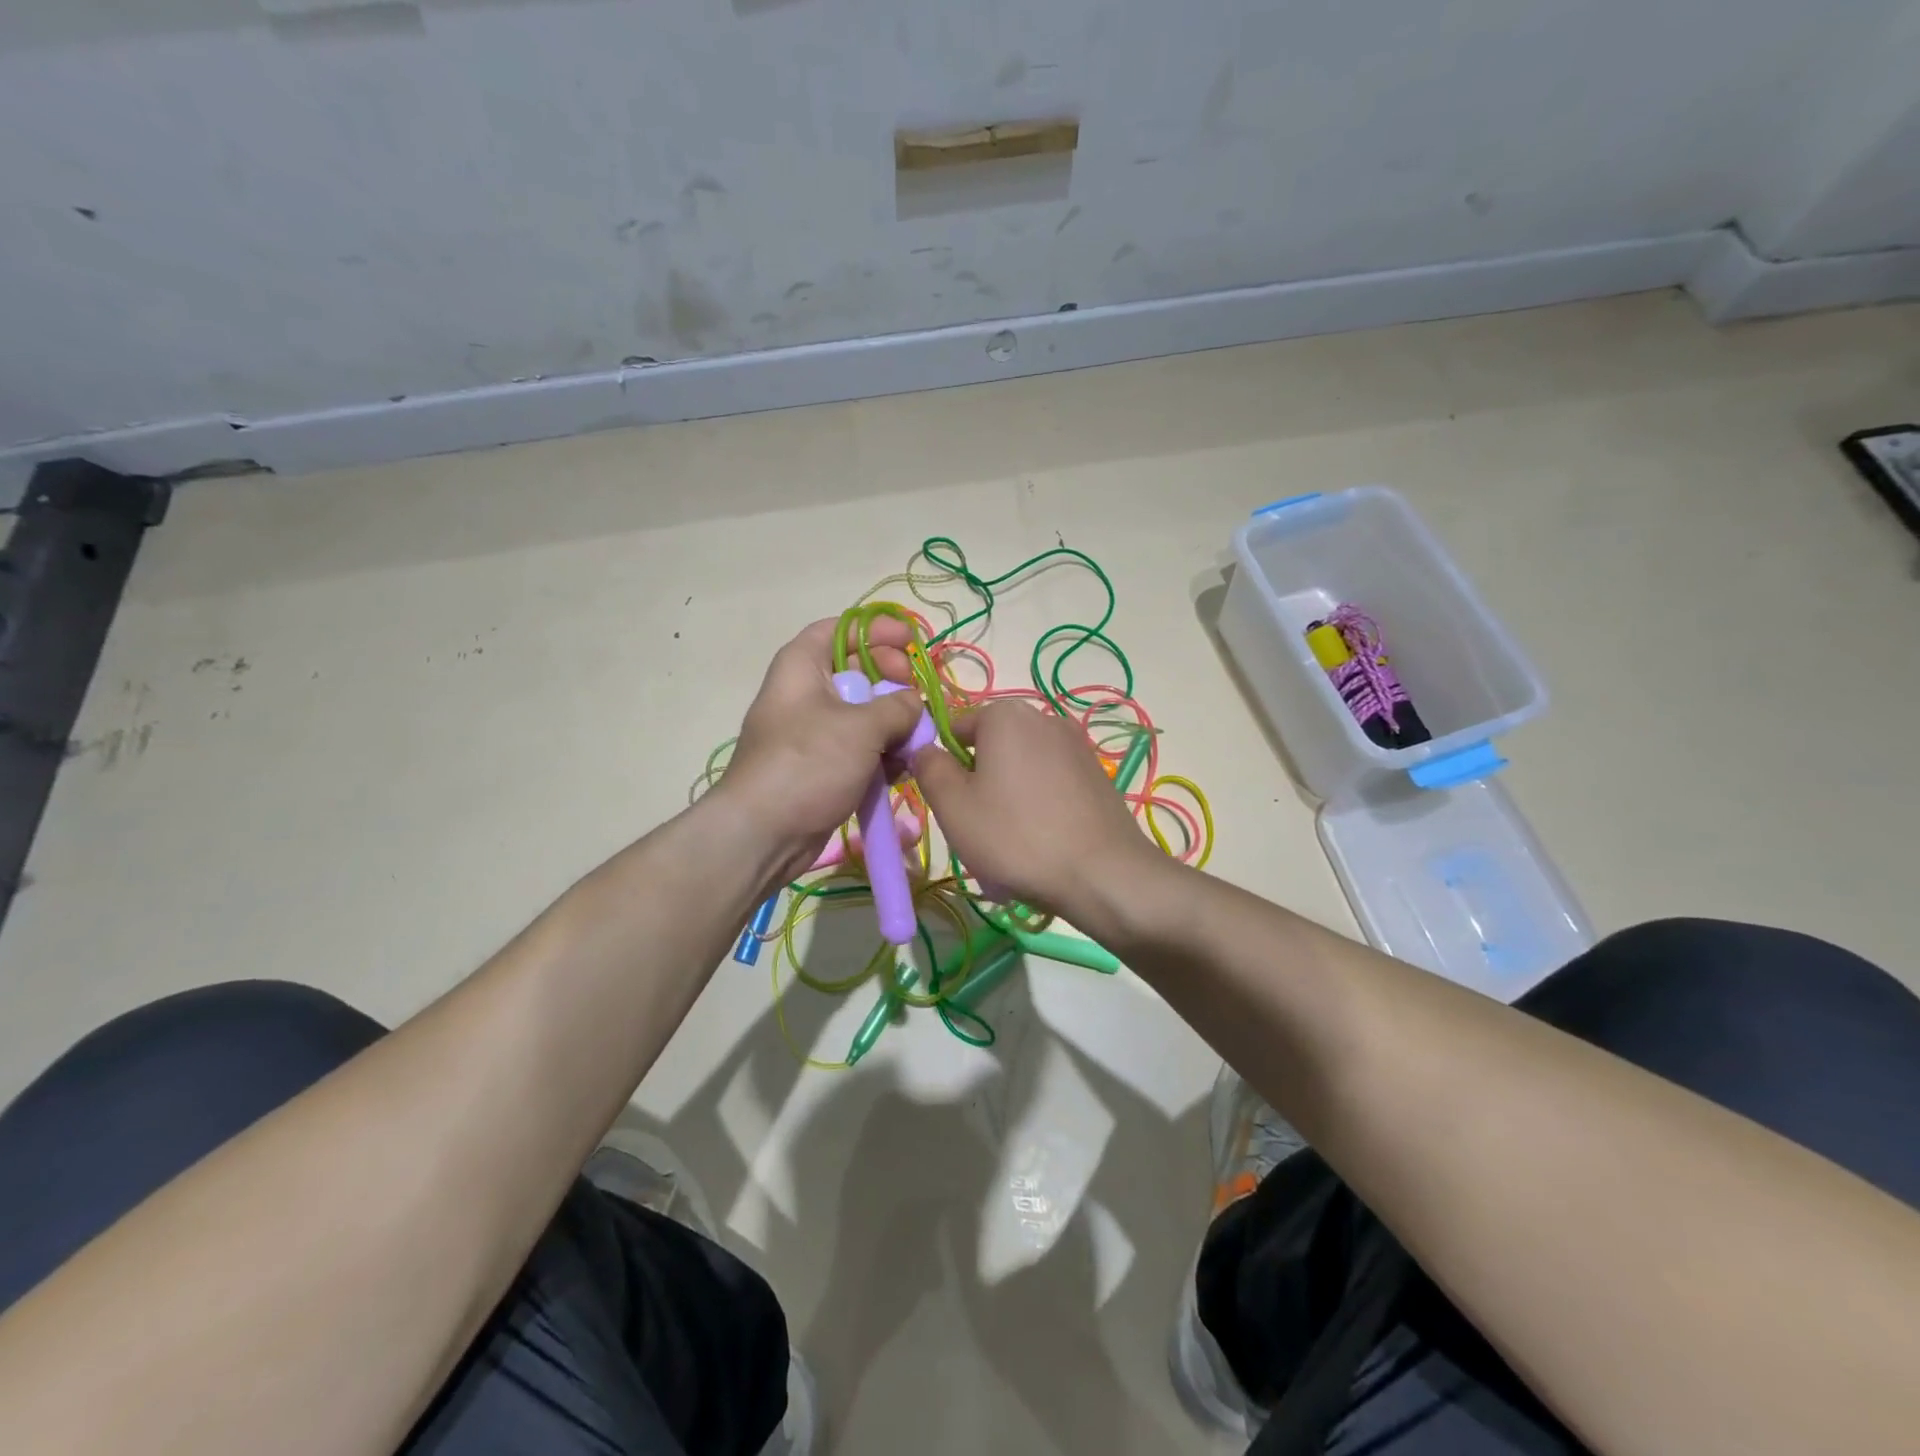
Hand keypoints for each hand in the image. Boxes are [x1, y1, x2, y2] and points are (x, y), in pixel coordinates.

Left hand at [711, 618, 924, 882]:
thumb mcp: (861, 727)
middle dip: (893, 682)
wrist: (763, 833)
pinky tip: (902, 769)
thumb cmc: (809, 763)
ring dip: (893, 724)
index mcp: (803, 666)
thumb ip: (898, 706)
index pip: (841, 628)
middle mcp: (805, 692)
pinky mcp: (821, 766)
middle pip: (858, 671)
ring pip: (863, 714)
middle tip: (917, 695)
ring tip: (915, 740)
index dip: (878, 630)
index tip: (911, 643)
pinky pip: (858, 748)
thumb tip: (913, 704)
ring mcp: (813, 732)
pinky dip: (881, 754)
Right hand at [911, 700, 1161, 918]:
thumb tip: (925, 749)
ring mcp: (1075, 744)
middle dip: (979, 782)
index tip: (949, 805)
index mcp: (1004, 715)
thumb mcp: (953, 807)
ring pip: (1021, 767)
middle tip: (978, 827)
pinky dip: (1039, 804)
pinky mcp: (1096, 772)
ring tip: (1012, 841)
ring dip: (1008, 796)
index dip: (943, 766)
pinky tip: (1042, 841)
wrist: (1103, 873)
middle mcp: (1043, 717)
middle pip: (990, 747)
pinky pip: (1051, 782)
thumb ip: (929, 768)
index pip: (955, 729)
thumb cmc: (1016, 836)